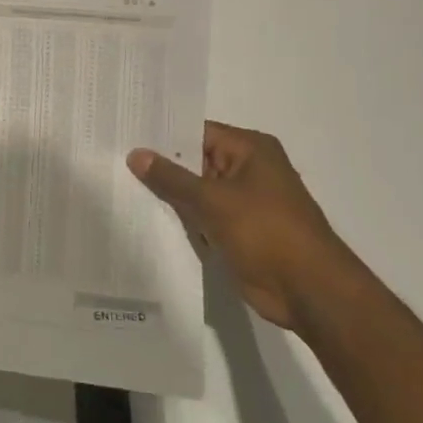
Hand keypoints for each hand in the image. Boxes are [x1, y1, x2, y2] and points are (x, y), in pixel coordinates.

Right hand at [127, 121, 366, 332]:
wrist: (308, 290)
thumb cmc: (266, 232)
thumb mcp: (213, 200)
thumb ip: (171, 177)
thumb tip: (136, 153)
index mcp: (250, 150)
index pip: (196, 131)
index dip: (162, 134)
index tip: (125, 133)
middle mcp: (247, 169)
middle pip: (194, 160)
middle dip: (159, 165)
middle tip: (114, 159)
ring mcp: (242, 202)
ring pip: (195, 191)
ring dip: (168, 195)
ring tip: (119, 186)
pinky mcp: (236, 230)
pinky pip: (201, 216)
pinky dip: (180, 218)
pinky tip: (144, 216)